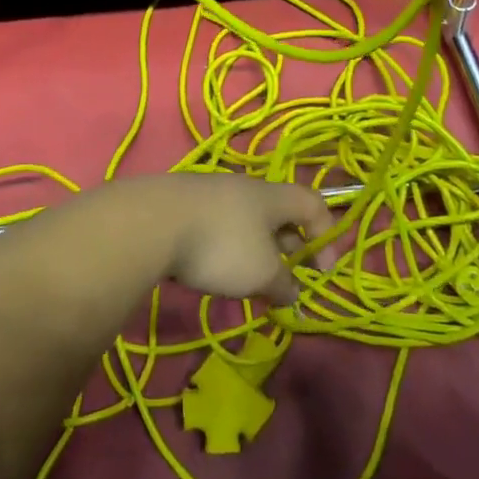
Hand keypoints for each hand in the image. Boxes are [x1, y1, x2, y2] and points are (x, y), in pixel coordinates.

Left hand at [110, 174, 337, 305]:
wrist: (151, 221)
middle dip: (287, 246)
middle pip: (277, 212)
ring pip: (245, 219)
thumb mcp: (262, 273)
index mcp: (271, 196)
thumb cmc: (221, 244)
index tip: (323, 271)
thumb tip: (293, 292)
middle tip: (286, 280)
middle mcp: (243, 187)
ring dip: (254, 249)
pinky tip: (212, 268)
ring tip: (248, 280)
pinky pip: (216, 224)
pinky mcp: (181, 204)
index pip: (312, 203)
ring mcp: (209, 192)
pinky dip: (224, 246)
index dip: (326, 234)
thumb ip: (283, 283)